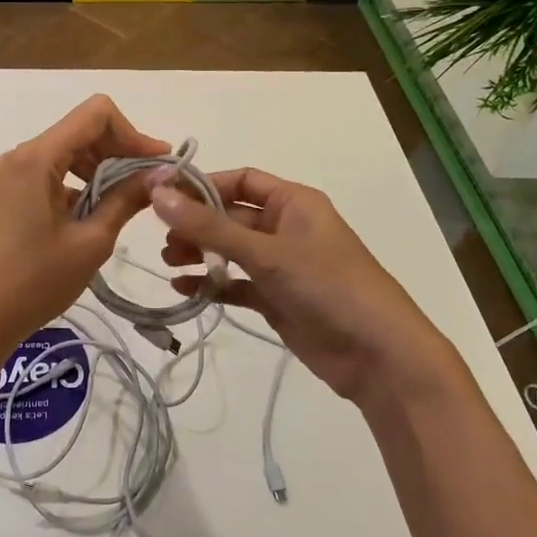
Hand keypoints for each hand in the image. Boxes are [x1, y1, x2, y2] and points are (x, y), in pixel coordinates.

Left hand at [0, 96, 169, 364]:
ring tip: (130, 200)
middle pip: (82, 130)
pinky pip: (53, 173)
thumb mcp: (90, 242)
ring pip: (68, 152)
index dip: (134, 133)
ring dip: (103, 168)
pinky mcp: (10, 194)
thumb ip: (126, 200)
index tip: (159, 164)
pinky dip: (81, 184)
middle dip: (121, 151)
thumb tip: (162, 174)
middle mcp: (21, 156)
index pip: (96, 114)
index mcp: (37, 158)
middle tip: (153, 184)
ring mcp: (12, 175)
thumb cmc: (34, 282)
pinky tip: (99, 213)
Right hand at [152, 168, 444, 406]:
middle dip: (196, 224)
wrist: (379, 356)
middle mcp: (287, 228)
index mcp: (294, 202)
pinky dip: (213, 285)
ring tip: (168, 262)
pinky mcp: (278, 299)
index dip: (202, 185)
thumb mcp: (266, 252)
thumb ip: (209, 227)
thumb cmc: (328, 286)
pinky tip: (184, 290)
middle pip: (231, 216)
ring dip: (201, 253)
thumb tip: (157, 193)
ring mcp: (282, 265)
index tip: (161, 195)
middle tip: (161, 239)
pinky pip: (237, 284)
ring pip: (231, 251)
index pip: (240, 181)